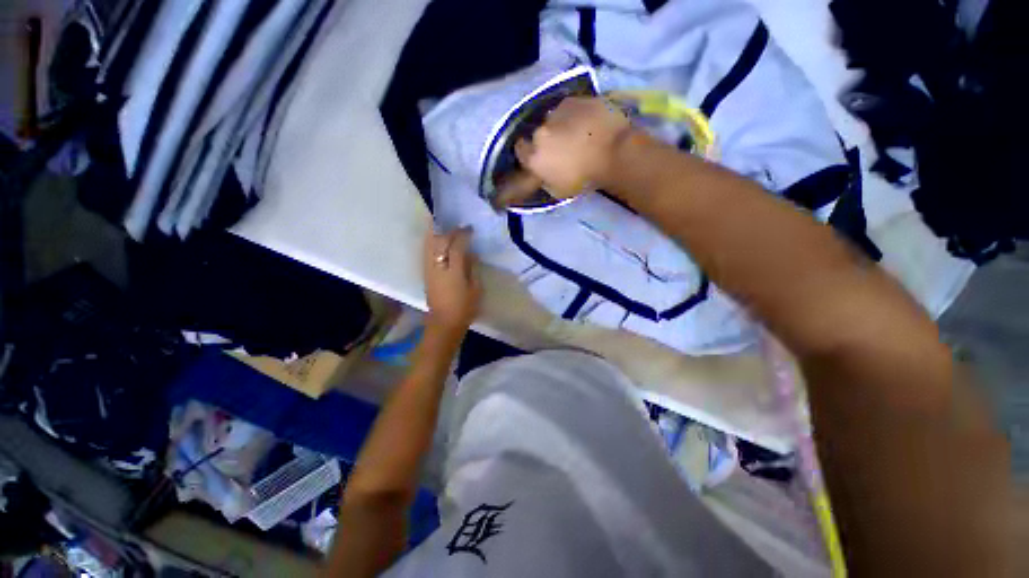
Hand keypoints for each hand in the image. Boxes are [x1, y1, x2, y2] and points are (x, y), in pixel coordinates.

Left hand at [423, 227, 480, 334]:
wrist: (444, 323)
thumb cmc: (464, 308)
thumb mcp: (476, 289)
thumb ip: (473, 268)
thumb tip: (471, 253)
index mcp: (453, 271)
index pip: (456, 246)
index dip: (463, 235)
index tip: (469, 229)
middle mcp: (438, 267)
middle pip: (440, 242)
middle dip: (449, 232)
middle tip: (458, 227)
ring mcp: (429, 270)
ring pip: (429, 245)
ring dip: (435, 233)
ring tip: (441, 224)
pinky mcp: (425, 274)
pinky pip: (425, 252)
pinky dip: (429, 242)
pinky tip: (434, 238)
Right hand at [494, 96, 631, 207]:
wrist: (614, 153)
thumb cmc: (586, 179)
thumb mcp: (559, 190)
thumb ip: (545, 178)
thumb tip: (543, 172)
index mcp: (534, 156)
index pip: (520, 150)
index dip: (528, 152)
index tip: (537, 156)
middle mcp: (540, 132)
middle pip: (537, 133)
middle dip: (545, 139)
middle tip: (560, 146)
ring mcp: (557, 113)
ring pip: (553, 118)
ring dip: (559, 125)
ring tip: (576, 132)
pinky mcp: (575, 100)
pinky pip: (570, 108)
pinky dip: (575, 114)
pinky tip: (587, 121)